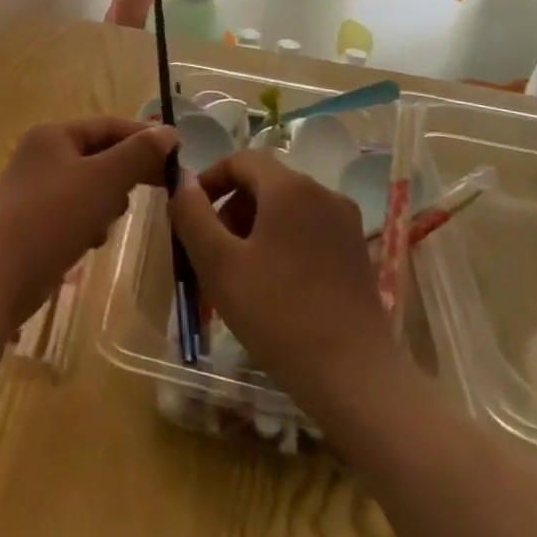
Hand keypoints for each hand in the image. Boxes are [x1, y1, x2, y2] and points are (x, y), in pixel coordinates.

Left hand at [0, 117, 177, 325]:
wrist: (2, 274)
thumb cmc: (55, 217)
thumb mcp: (105, 180)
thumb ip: (139, 154)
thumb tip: (169, 133)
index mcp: (53, 134)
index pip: (109, 126)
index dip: (145, 137)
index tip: (179, 155)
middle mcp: (41, 154)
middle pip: (99, 154)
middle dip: (127, 173)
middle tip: (162, 188)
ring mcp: (35, 187)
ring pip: (89, 185)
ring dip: (108, 200)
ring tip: (112, 218)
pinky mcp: (34, 219)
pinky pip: (74, 211)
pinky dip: (89, 221)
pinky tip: (92, 240)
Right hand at [169, 150, 407, 410]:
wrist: (354, 376)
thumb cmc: (277, 313)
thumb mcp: (218, 263)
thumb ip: (192, 213)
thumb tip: (180, 179)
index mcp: (290, 188)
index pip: (240, 160)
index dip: (209, 180)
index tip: (189, 215)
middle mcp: (324, 194)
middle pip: (264, 183)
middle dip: (230, 209)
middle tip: (210, 251)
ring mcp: (346, 224)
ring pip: (285, 209)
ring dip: (253, 228)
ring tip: (237, 273)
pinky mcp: (356, 253)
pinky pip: (308, 231)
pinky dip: (281, 243)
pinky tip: (271, 286)